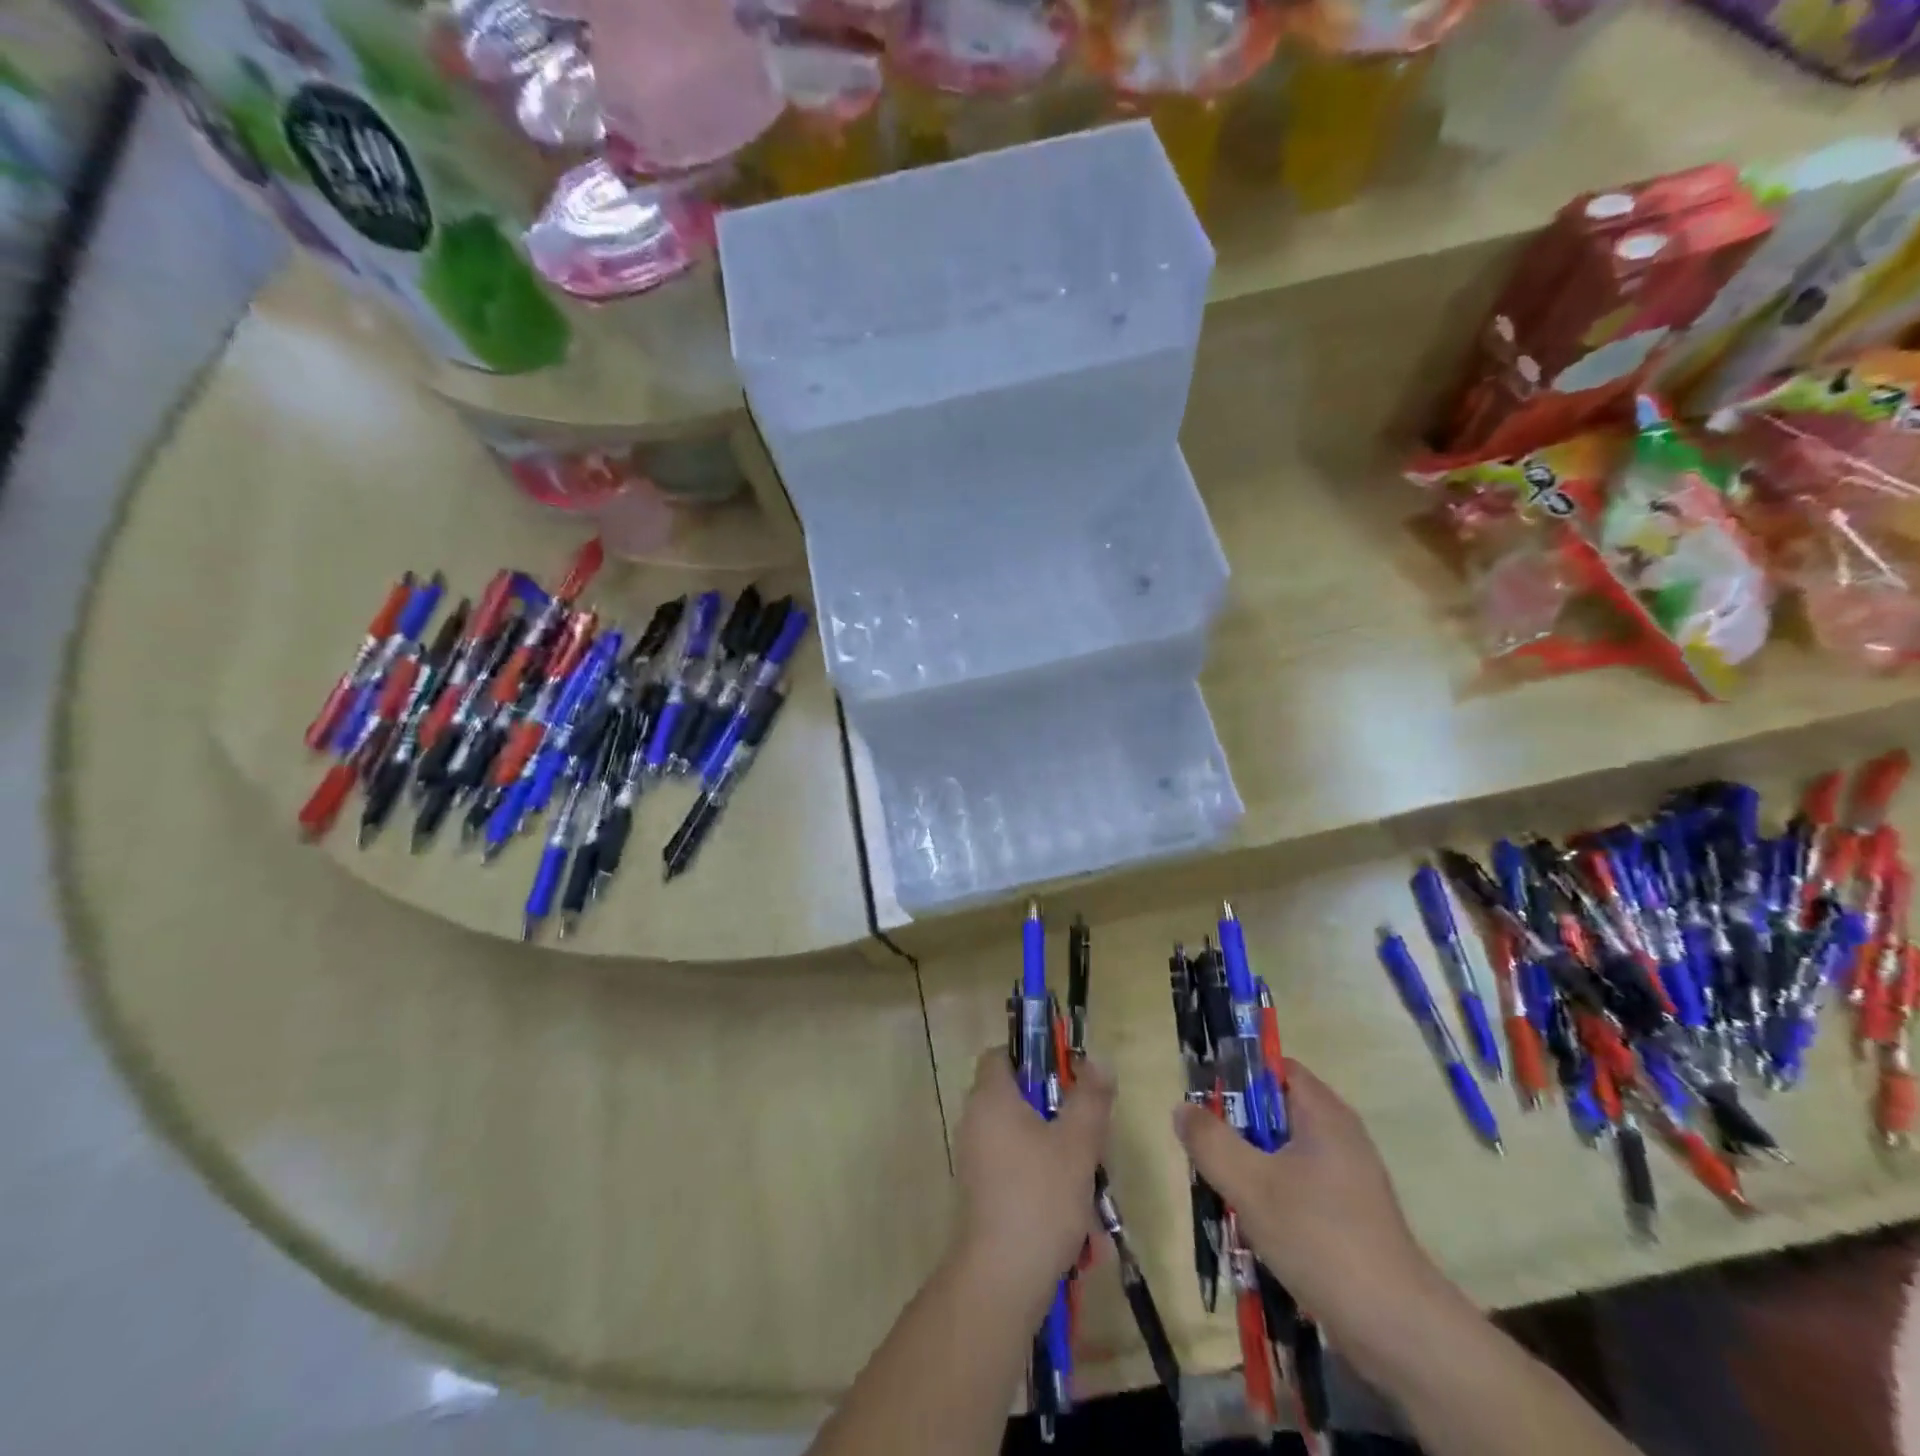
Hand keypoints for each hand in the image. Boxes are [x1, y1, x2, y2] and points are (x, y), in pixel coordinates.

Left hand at [951, 1047, 1113, 1310]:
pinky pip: (1015, 1170)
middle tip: (1088, 1135)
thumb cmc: (1040, 1197)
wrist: (1001, 1279)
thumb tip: (1097, 1062)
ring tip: (1089, 1181)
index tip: (1067, 1076)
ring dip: (1055, 1153)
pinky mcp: (981, 1194)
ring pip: (1021, 1139)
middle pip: (1017, 1098)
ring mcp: (975, 1160)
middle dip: (1056, 1113)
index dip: (1032, 1058)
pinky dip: (1042, 1181)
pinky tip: (1073, 1215)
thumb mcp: (1078, 1143)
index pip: (1001, 1056)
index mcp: (991, 1098)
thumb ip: (1090, 1098)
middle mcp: (975, 1121)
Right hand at [1174, 1060, 1441, 1346]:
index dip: (1237, 1077)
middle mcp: (1340, 1135)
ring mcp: (1349, 1178)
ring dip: (1252, 1170)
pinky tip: (1258, 1232)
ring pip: (1283, 1154)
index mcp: (1323, 1113)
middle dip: (1237, 1131)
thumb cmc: (1320, 1239)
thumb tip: (1183, 1108)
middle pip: (1274, 1112)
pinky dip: (1275, 1199)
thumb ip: (1210, 1140)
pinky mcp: (1352, 1215)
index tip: (1208, 1106)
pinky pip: (1300, 1188)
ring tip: (1229, 1198)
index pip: (1273, 1068)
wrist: (1398, 1331)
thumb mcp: (1250, 1184)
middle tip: (1211, 1157)